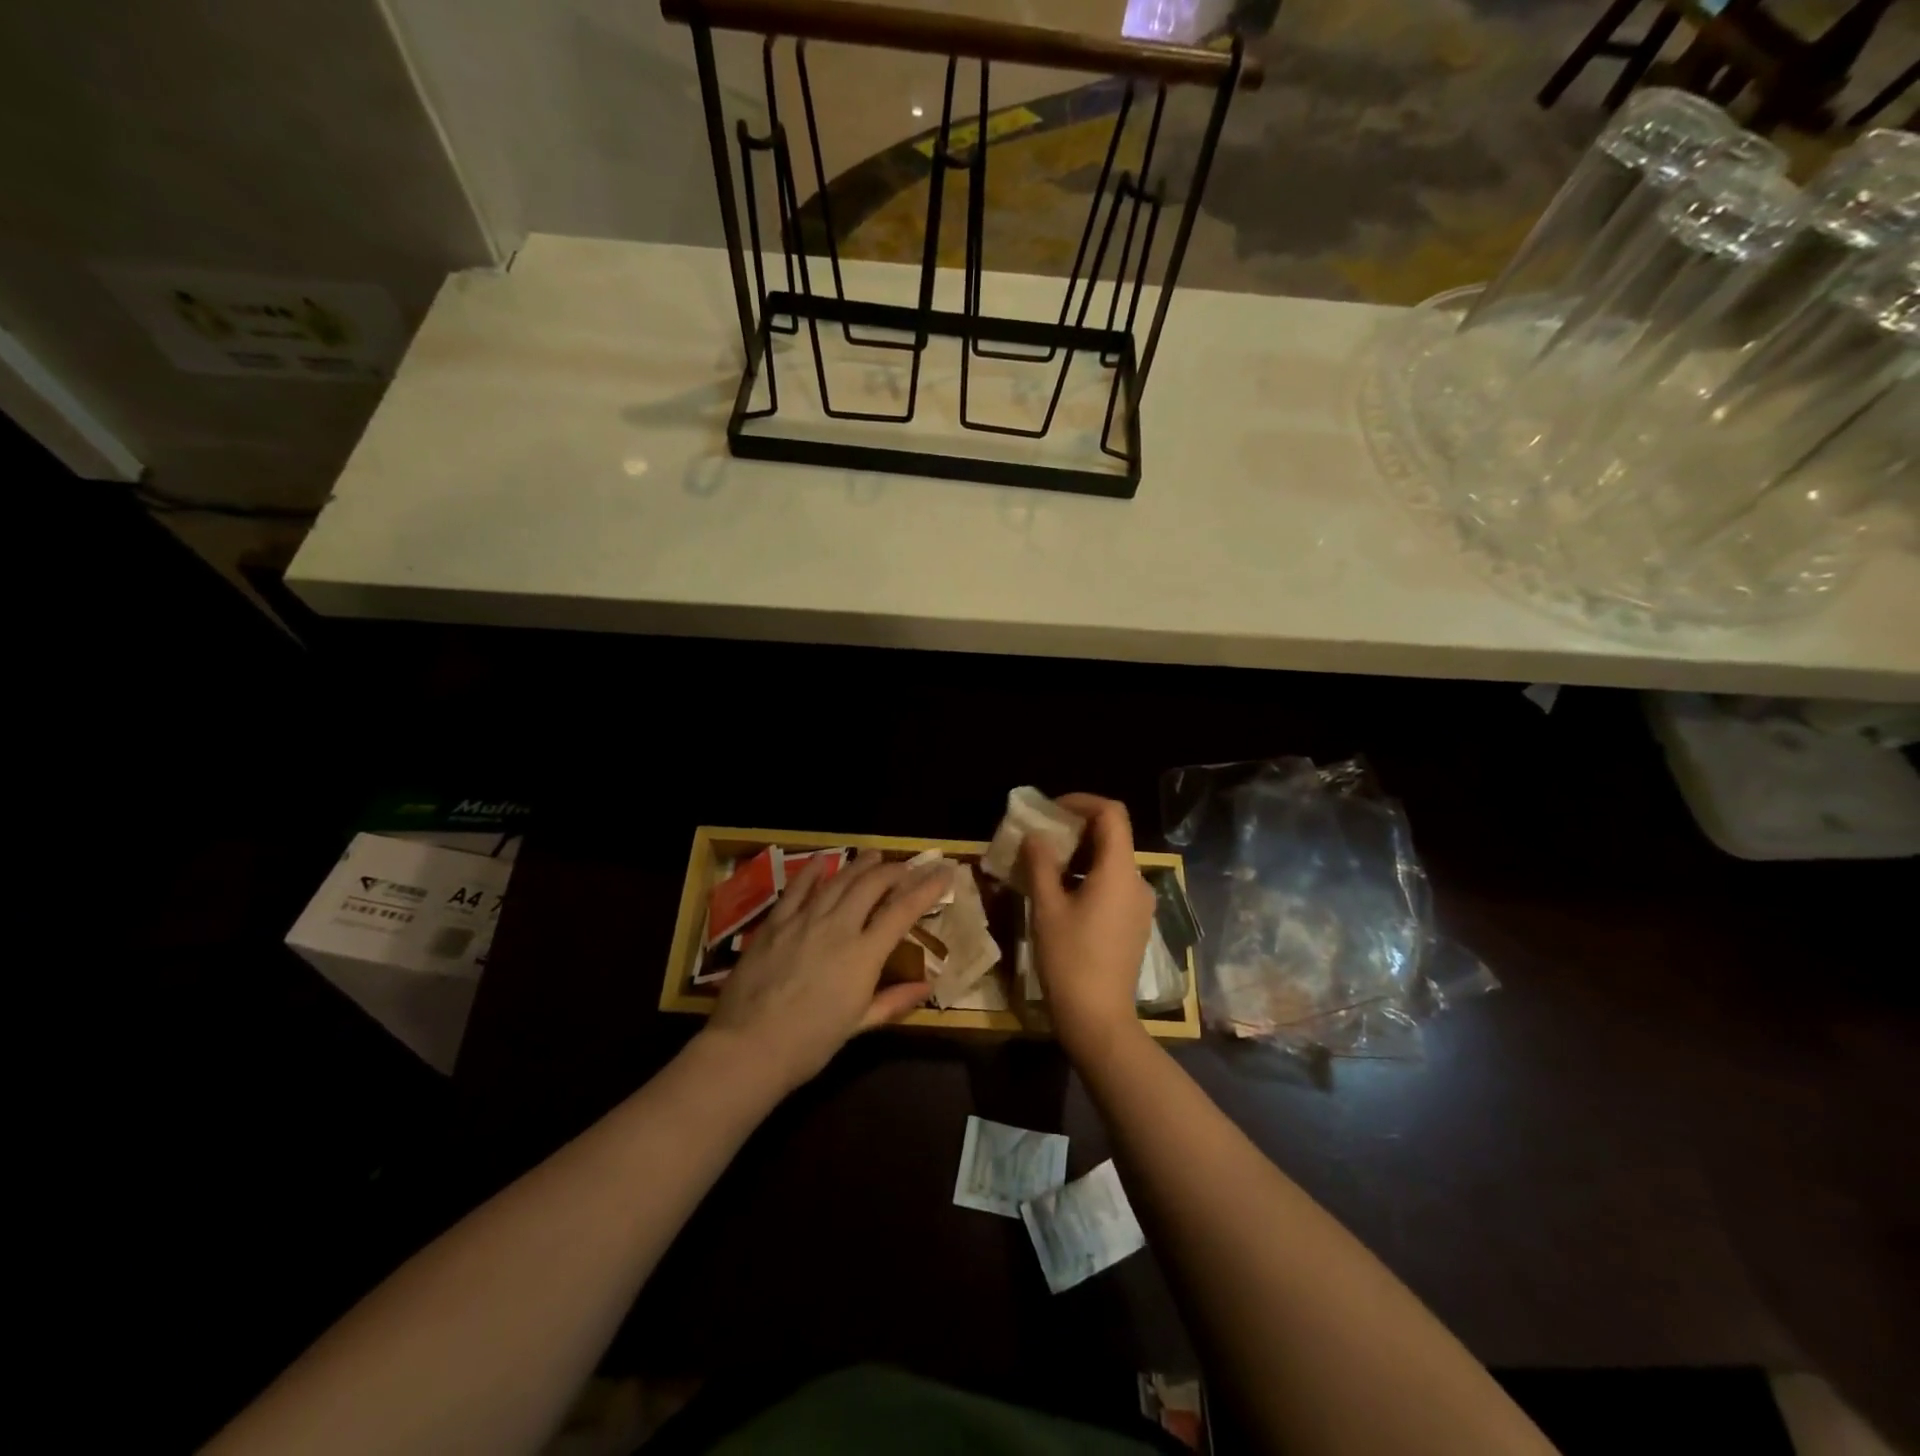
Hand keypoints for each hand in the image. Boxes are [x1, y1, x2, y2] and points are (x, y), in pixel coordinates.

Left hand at [702, 850, 950, 1094]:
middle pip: (872, 885)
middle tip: (907, 866)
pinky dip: (812, 873)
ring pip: (839, 881)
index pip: (903, 910)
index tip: (944, 872)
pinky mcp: (775, 923)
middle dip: (894, 870)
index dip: (927, 888)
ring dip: (860, 865)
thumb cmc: (810, 1044)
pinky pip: (797, 890)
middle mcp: (838, 927)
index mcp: (864, 954)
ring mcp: (804, 920)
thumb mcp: (857, 1025)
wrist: (748, 1046)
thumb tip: (926, 986)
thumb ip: (893, 1001)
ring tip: (874, 855)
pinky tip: (822, 861)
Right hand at [1023, 794, 1155, 1064]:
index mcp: (1119, 871)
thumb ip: (1040, 864)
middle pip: (1112, 836)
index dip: (1082, 802)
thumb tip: (1035, 836)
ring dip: (1079, 855)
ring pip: (1111, 862)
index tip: (1051, 810)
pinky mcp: (1134, 924)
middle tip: (1040, 838)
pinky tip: (1061, 895)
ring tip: (1044, 866)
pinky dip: (1088, 877)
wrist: (1099, 1020)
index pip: (1112, 813)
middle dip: (1075, 829)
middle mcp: (1137, 882)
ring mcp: (1140, 905)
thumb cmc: (1070, 960)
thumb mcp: (1047, 908)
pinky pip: (1113, 885)